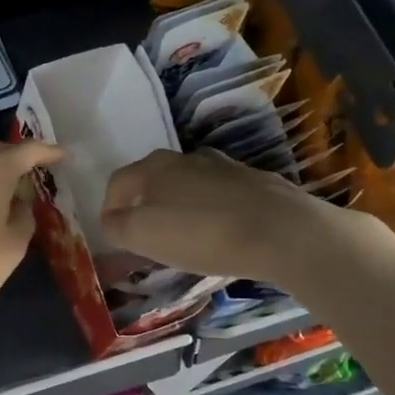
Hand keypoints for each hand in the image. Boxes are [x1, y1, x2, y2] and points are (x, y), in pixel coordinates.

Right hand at [99, 148, 392, 286]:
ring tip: (187, 236)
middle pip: (155, 180)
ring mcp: (225, 167)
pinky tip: (223, 234)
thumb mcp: (144, 235)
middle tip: (148, 236)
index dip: (110, 207)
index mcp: (154, 167)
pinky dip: (214, 212)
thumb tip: (111, 219)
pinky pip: (222, 197)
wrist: (284, 232)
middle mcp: (187, 158)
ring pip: (190, 185)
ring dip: (182, 207)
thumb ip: (118, 226)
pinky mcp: (257, 183)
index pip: (119, 182)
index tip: (113, 234)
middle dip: (146, 205)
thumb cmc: (203, 234)